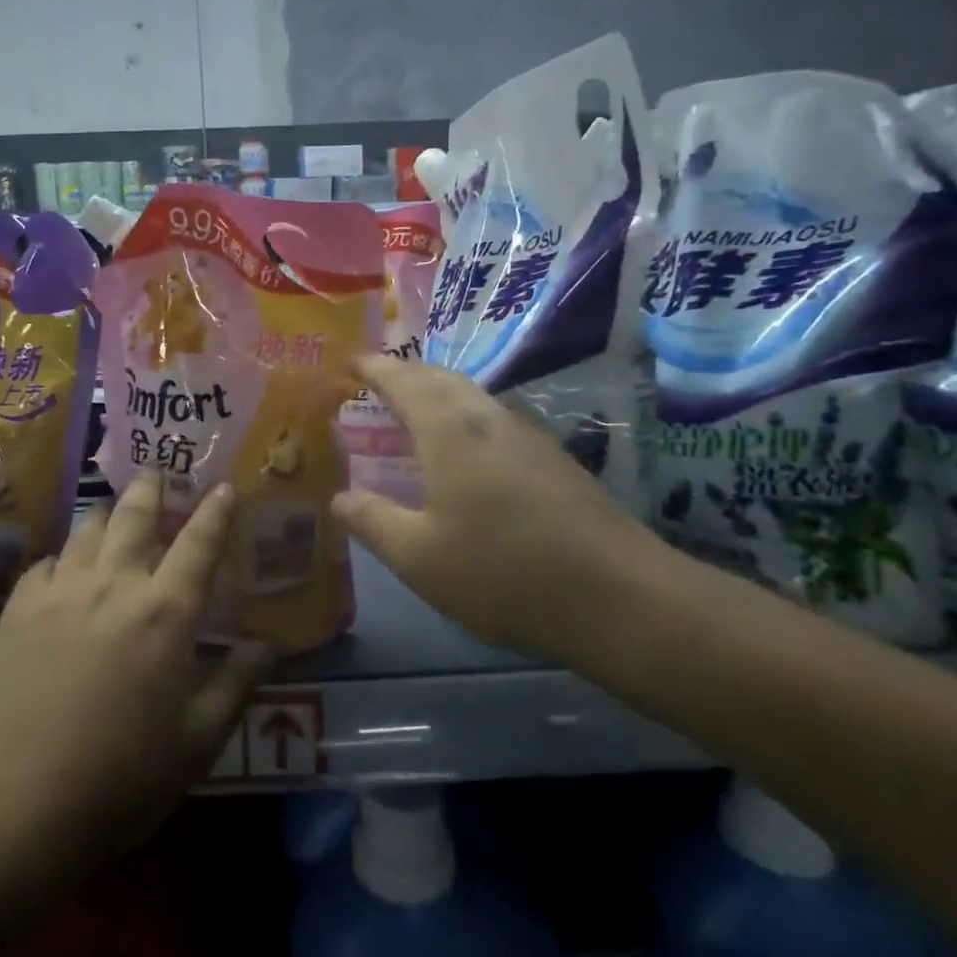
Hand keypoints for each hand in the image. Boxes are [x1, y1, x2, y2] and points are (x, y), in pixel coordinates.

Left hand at [0, 472, 274, 950]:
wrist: (11, 803)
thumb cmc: (120, 778)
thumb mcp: (197, 741)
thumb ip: (236, 683)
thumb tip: (269, 645)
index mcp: (166, 611)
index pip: (200, 541)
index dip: (217, 510)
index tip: (226, 485)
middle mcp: (114, 583)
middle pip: (135, 513)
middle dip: (152, 487)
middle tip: (158, 473)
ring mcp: (61, 590)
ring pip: (88, 527)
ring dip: (108, 514)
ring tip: (114, 513)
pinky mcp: (18, 608)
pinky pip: (48, 561)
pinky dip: (65, 556)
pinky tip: (65, 570)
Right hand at [332, 355, 667, 660]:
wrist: (617, 595)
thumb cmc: (503, 573)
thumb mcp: (419, 558)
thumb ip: (373, 522)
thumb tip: (339, 498)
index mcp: (449, 431)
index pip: (403, 381)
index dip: (374, 368)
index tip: (350, 361)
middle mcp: (489, 418)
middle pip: (442, 378)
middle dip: (407, 372)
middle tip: (378, 381)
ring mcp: (529, 435)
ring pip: (473, 396)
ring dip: (439, 391)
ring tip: (416, 409)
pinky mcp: (555, 458)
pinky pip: (495, 418)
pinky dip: (465, 416)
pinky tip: (467, 450)